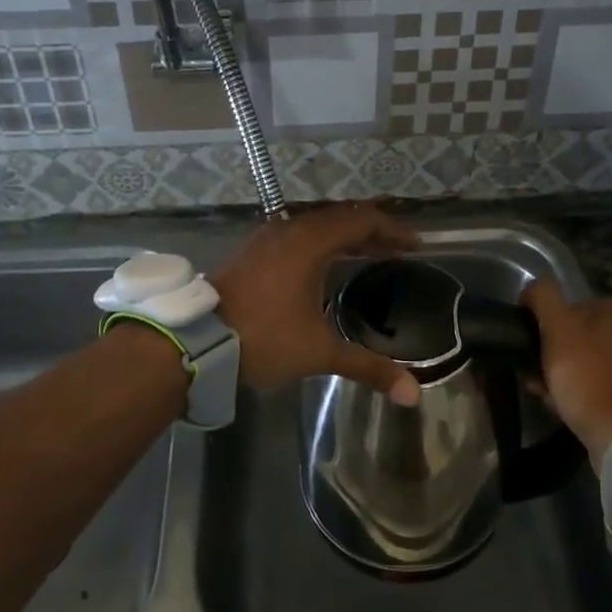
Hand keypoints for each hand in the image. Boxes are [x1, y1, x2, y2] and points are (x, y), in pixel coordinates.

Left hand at [211, 204, 422, 404]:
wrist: (196, 340)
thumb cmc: (263, 338)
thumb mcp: (319, 353)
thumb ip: (368, 367)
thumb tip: (413, 394)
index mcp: (309, 242)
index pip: (361, 221)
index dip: (392, 230)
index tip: (416, 244)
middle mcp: (289, 230)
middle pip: (340, 217)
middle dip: (372, 231)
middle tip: (397, 249)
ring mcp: (267, 238)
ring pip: (316, 224)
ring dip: (345, 235)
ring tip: (368, 254)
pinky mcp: (252, 251)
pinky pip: (297, 234)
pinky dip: (321, 242)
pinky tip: (325, 265)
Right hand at [520, 279, 611, 466]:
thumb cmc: (586, 374)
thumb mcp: (558, 326)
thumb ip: (543, 297)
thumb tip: (531, 290)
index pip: (566, 306)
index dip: (541, 324)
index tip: (526, 344)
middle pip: (572, 335)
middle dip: (548, 352)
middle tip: (530, 371)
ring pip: (579, 361)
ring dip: (556, 374)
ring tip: (540, 391)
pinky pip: (592, 384)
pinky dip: (573, 391)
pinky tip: (558, 405)